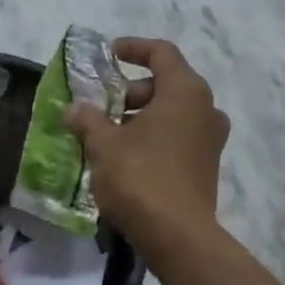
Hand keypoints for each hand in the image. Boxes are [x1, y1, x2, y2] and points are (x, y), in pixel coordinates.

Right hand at [64, 38, 228, 248]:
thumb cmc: (140, 177)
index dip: (133, 48)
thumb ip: (88, 119)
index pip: (161, 52)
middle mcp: (205, 108)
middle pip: (166, 83)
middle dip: (131, 90)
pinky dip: (155, 135)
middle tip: (102, 105)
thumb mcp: (104, 144)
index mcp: (185, 91)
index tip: (109, 54)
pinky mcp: (208, 165)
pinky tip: (127, 156)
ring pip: (173, 112)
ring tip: (108, 133)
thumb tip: (74, 109)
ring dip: (141, 115)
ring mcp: (211, 138)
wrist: (178, 237)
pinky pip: (179, 135)